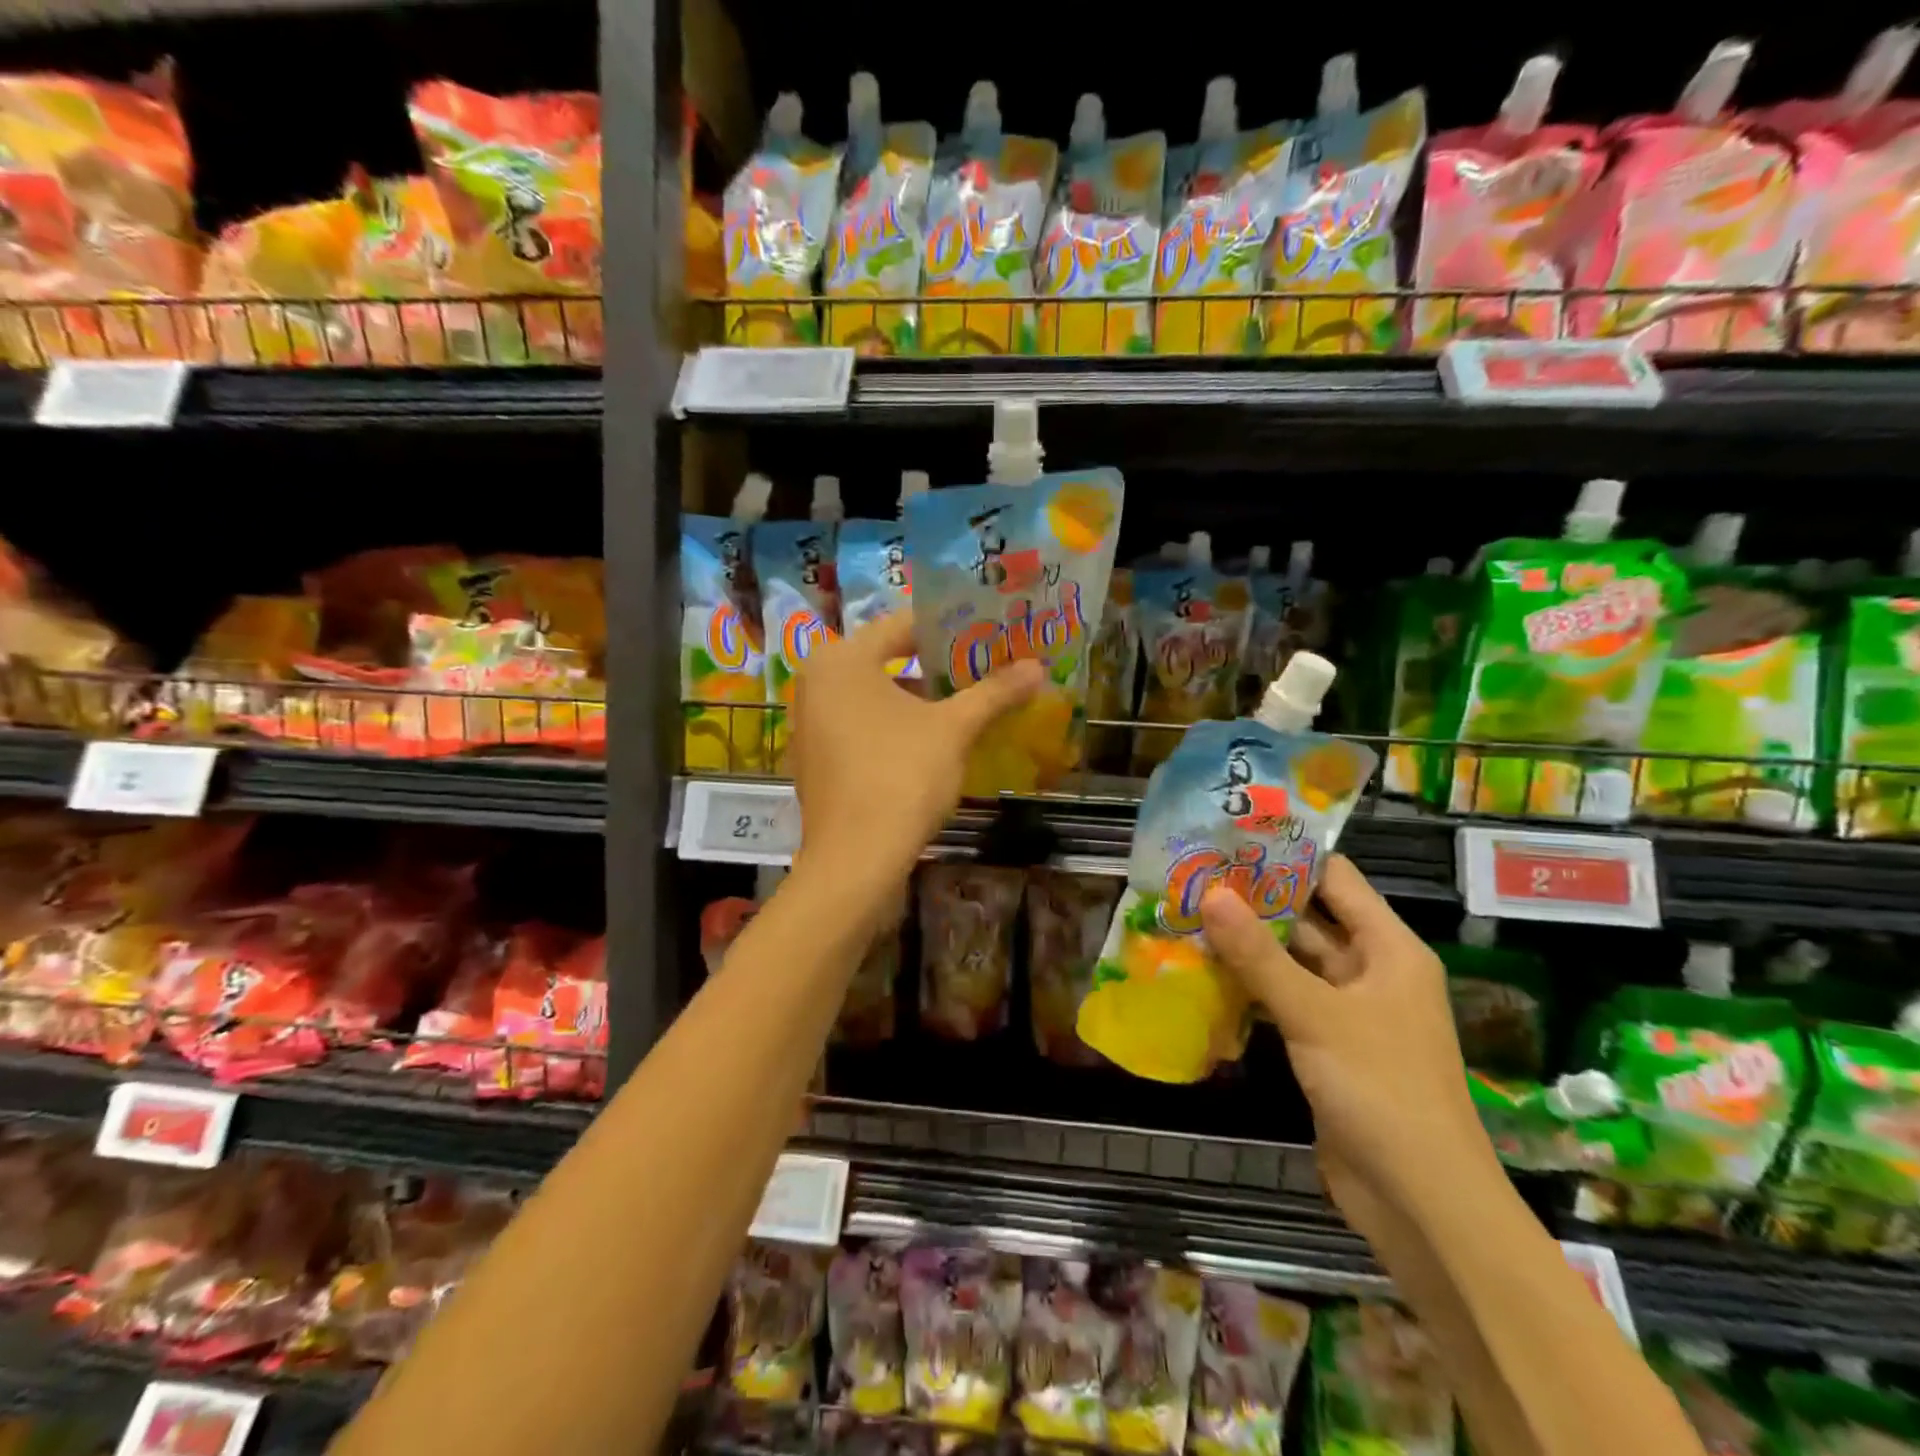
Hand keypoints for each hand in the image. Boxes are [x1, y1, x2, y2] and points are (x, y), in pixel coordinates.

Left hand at [791, 611, 1039, 889]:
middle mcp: (817, 682)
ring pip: (875, 695)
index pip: (903, 624)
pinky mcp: (818, 758)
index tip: (988, 633)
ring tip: (968, 700)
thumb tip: (1038, 668)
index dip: (951, 627)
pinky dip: (896, 725)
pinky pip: (863, 724)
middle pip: (888, 659)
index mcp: (841, 659)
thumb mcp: (953, 729)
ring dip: (920, 697)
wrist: (856, 861)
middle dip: (938, 664)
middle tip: (985, 665)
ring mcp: (812, 723)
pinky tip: (933, 739)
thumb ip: (993, 692)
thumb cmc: (900, 777)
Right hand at [1200, 856, 1493, 1241]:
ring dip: (1247, 946)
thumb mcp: (1315, 1014)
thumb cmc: (1381, 1090)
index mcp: (1388, 949)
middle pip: (1309, 920)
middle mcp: (1371, 972)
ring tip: (1187, 913)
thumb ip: (1259, 955)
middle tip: (1194, 874)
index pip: (1336, 880)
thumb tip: (1211, 893)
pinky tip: (1203, 972)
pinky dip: (1250, 987)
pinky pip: (1285, 1001)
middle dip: (1255, 901)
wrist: (1420, 1201)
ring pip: (1291, 963)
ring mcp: (1348, 1012)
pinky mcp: (1327, 1047)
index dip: (1288, 855)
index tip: (1232, 836)